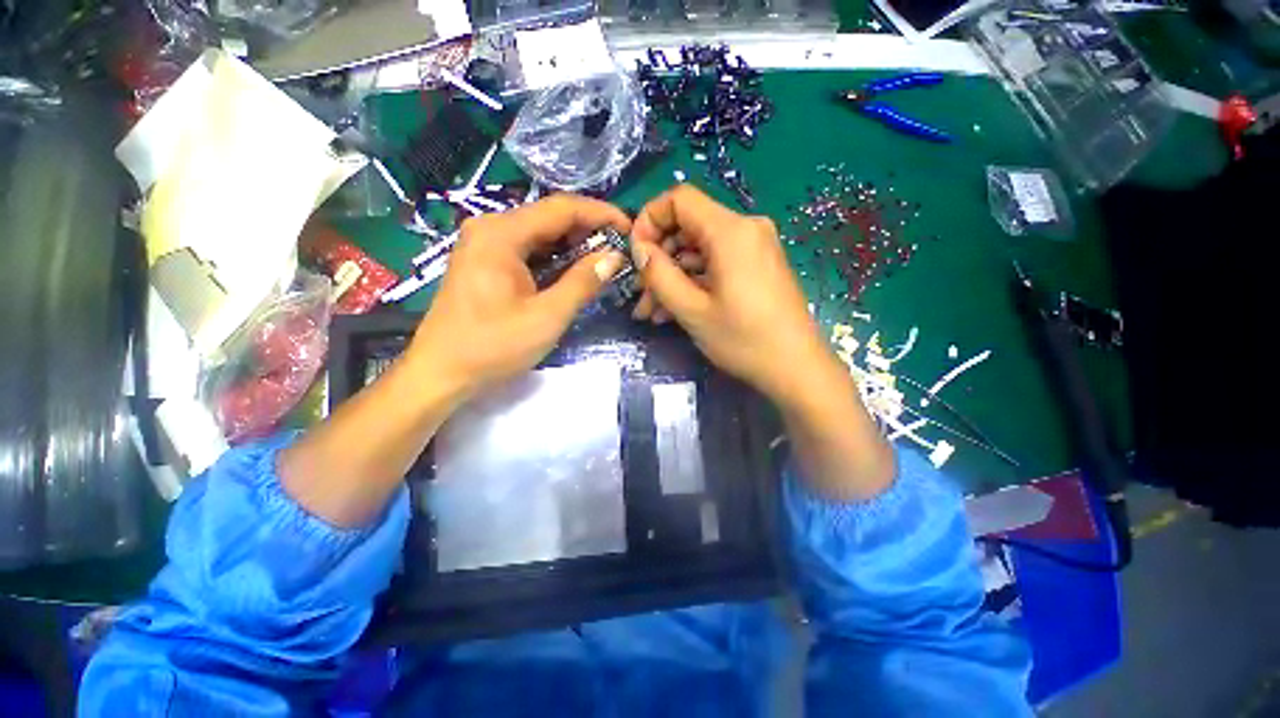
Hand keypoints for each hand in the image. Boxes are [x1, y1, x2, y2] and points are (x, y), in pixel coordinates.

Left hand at [408, 194, 630, 401]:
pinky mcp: (484, 261)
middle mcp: (490, 228)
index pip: (562, 209)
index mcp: (502, 234)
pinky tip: (571, 270)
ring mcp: (484, 244)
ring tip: (602, 260)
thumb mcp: (547, 317)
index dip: (600, 214)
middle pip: (549, 217)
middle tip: (619, 249)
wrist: (441, 372)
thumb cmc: (493, 346)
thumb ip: (583, 282)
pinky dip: (553, 257)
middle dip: (588, 230)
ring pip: (539, 233)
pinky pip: (527, 249)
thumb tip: (614, 256)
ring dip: (572, 244)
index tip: (629, 228)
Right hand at [628, 185, 841, 405]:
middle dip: (658, 260)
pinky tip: (674, 311)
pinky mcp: (756, 267)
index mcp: (731, 231)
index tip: (635, 255)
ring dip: (672, 278)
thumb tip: (639, 249)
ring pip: (699, 251)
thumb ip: (659, 274)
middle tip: (641, 295)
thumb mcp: (692, 310)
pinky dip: (693, 283)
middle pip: (688, 227)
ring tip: (652, 312)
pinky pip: (716, 264)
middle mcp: (745, 229)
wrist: (796, 369)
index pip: (679, 199)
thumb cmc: (744, 340)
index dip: (649, 220)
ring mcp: (753, 248)